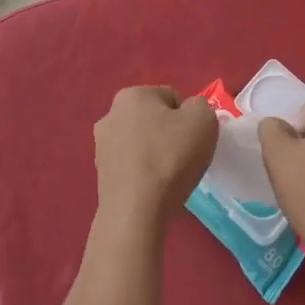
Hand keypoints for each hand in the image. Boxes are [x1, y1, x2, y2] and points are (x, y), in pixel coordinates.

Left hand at [93, 86, 218, 235]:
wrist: (136, 210)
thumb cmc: (170, 157)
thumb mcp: (203, 120)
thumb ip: (200, 107)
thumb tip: (189, 113)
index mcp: (132, 94)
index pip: (172, 98)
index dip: (189, 118)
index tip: (194, 139)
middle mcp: (110, 114)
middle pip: (153, 120)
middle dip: (169, 134)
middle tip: (184, 157)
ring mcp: (101, 146)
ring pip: (141, 143)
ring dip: (156, 154)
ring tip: (170, 177)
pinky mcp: (100, 174)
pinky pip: (132, 166)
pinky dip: (144, 173)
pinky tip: (154, 189)